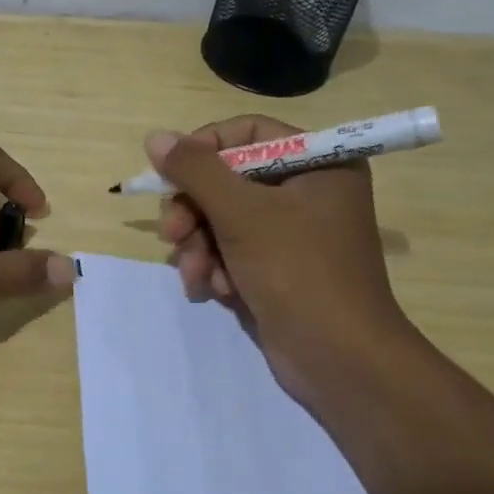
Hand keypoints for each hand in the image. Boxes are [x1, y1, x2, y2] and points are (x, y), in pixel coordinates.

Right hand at [149, 116, 408, 396]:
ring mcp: (290, 232)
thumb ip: (196, 170)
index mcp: (318, 163)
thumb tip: (155, 137)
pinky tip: (213, 291)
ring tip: (197, 275)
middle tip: (173, 234)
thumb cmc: (298, 272)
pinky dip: (215, 267)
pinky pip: (230, 250)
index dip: (205, 148)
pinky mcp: (275, 267)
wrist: (338, 360)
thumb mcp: (242, 213)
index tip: (173, 173)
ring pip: (221, 218)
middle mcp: (306, 191)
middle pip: (227, 179)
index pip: (248, 133)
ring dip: (199, 246)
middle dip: (194, 210)